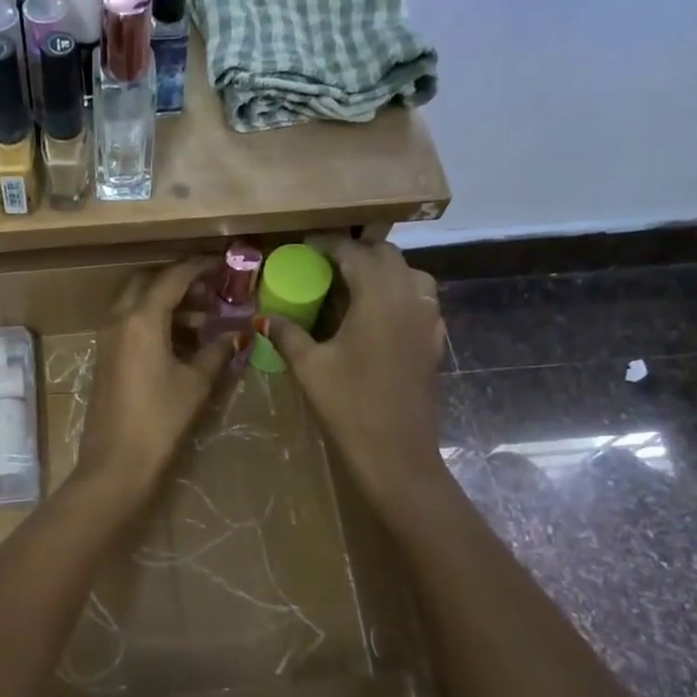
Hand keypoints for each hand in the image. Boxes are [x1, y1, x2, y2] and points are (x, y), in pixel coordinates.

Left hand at [74, 258, 242, 504]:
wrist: (116, 464)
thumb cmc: (160, 420)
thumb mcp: (196, 383)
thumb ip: (217, 352)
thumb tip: (237, 334)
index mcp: (141, 319)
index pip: (173, 277)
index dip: (199, 267)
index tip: (223, 266)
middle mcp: (119, 320)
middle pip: (147, 283)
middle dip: (178, 282)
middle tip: (209, 292)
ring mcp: (106, 339)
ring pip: (136, 305)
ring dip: (166, 305)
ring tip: (203, 321)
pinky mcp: (104, 359)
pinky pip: (129, 326)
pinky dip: (153, 323)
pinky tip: (181, 344)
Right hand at [264, 240, 448, 518]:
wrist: (395, 450)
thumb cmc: (349, 404)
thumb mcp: (310, 366)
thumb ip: (287, 334)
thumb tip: (263, 317)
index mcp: (378, 296)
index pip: (354, 253)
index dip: (328, 245)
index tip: (306, 246)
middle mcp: (409, 296)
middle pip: (387, 256)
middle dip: (357, 252)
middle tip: (325, 264)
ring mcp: (428, 318)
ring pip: (409, 274)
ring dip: (382, 270)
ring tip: (352, 285)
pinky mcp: (434, 339)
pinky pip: (420, 300)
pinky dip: (398, 294)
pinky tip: (376, 315)